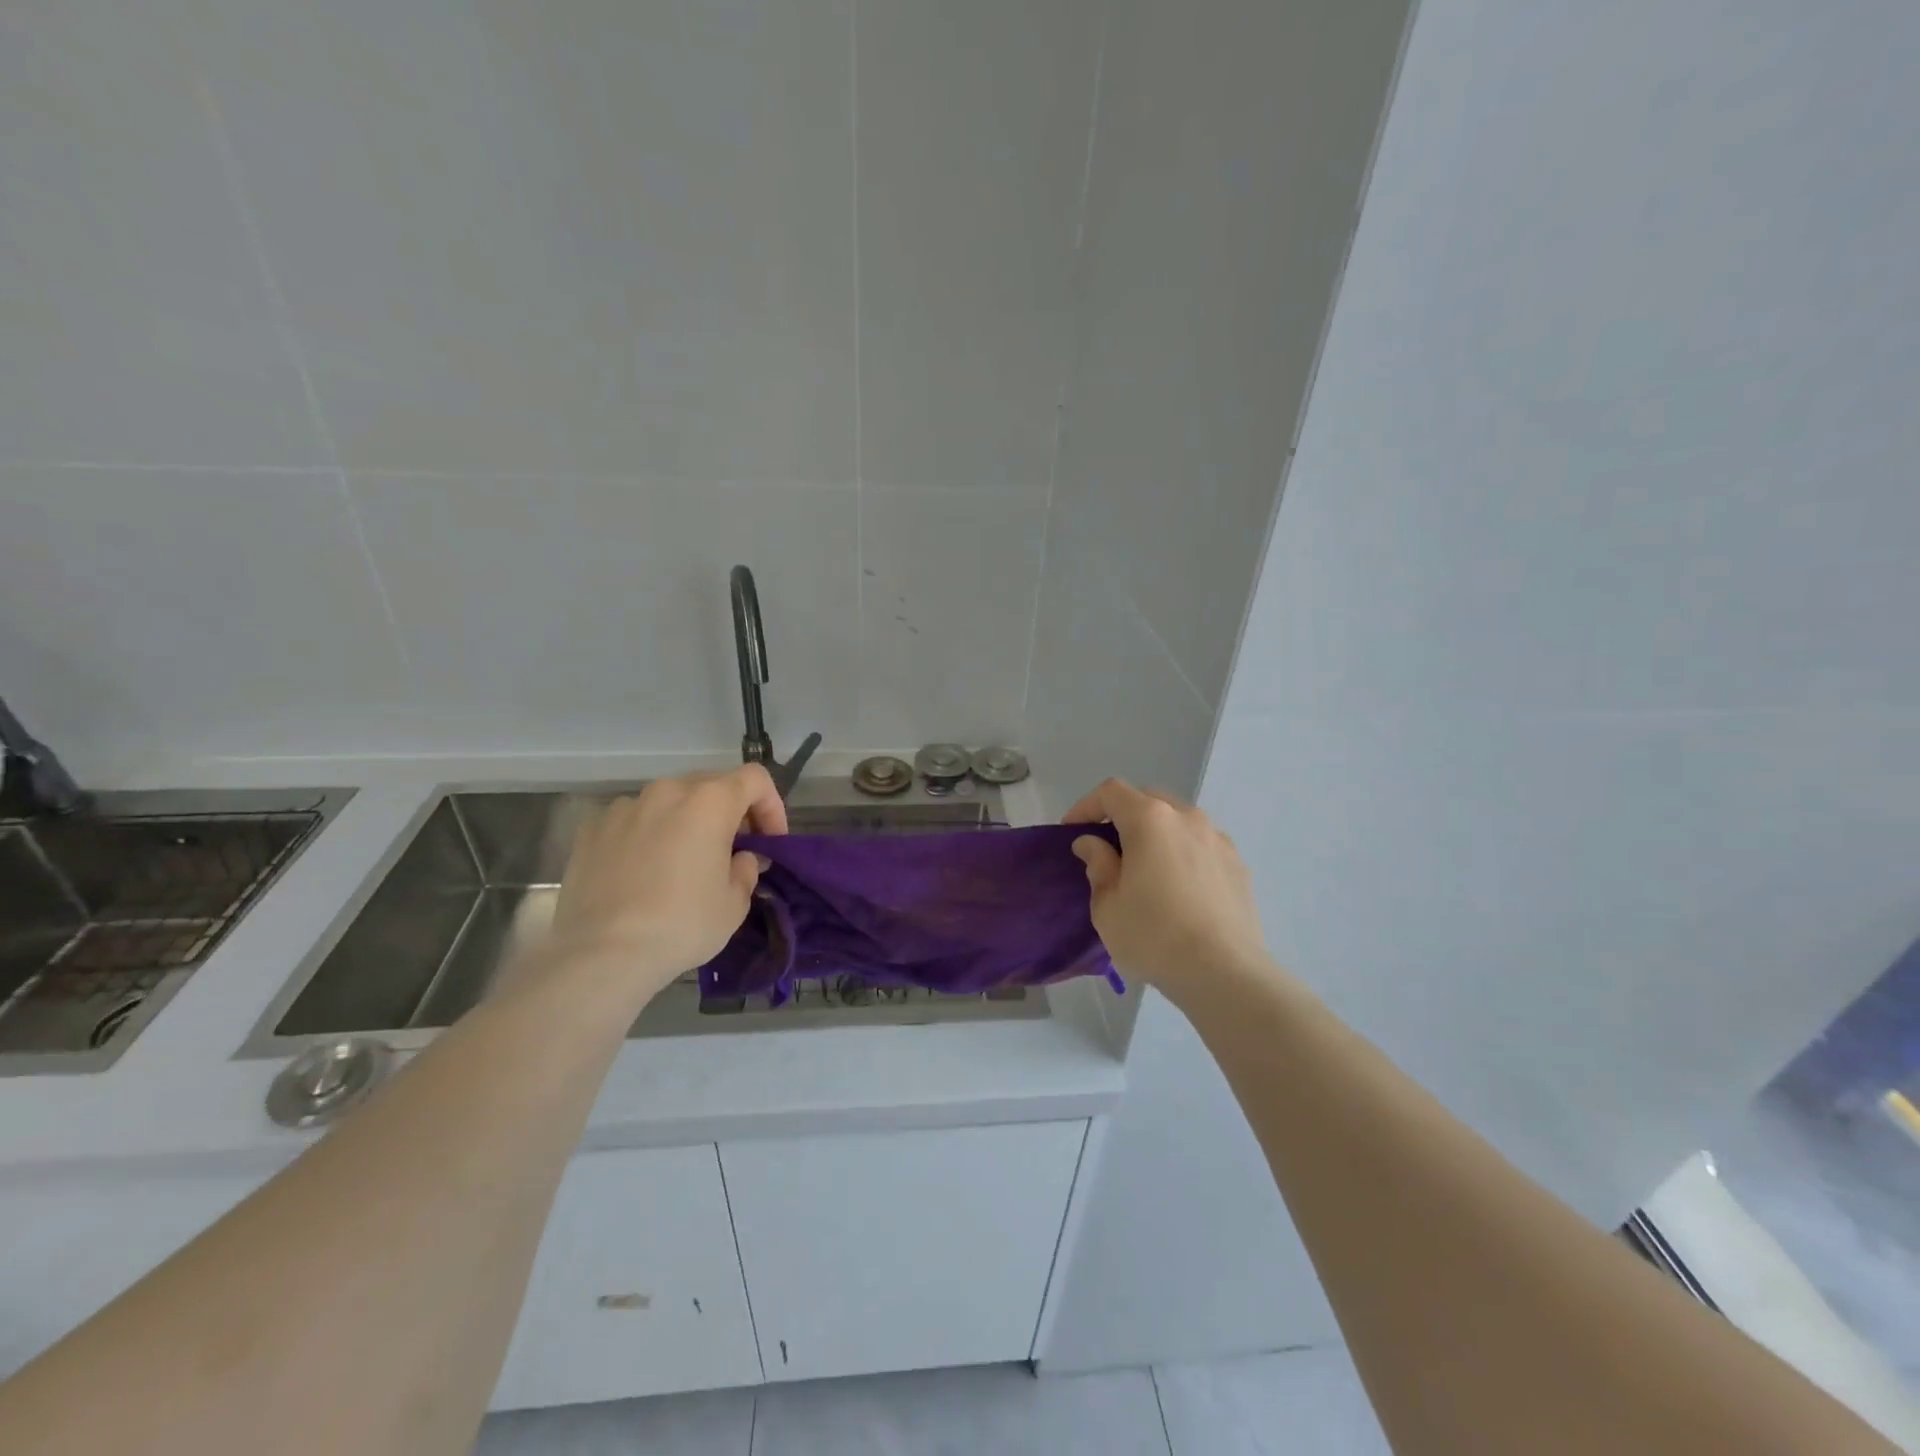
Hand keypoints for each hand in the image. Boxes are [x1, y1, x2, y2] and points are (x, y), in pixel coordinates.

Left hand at [550, 766, 786, 996]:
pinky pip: (632, 821)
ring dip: (685, 822)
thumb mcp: (735, 903)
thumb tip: (739, 857)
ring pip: (668, 802)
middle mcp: (667, 791)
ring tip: (682, 863)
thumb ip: (745, 868)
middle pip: (711, 785)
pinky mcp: (591, 829)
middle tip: (732, 851)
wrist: (602, 953)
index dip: (771, 806)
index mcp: (710, 801)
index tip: (769, 842)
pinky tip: (642, 872)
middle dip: (729, 813)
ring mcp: (624, 807)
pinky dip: (646, 836)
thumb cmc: (682, 924)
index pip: (755, 779)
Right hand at [1063, 779, 1275, 997]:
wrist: (1225, 973)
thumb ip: (1097, 865)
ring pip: (1178, 822)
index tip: (1072, 833)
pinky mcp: (1238, 865)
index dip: (1086, 806)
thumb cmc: (1154, 936)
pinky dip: (1183, 854)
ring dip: (1156, 835)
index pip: (1111, 792)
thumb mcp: (1107, 906)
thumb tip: (1093, 843)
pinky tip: (1178, 889)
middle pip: (1148, 799)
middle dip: (1123, 816)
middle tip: (1107, 848)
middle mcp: (1187, 818)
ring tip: (1145, 869)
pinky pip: (1201, 846)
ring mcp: (1218, 840)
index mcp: (1150, 820)